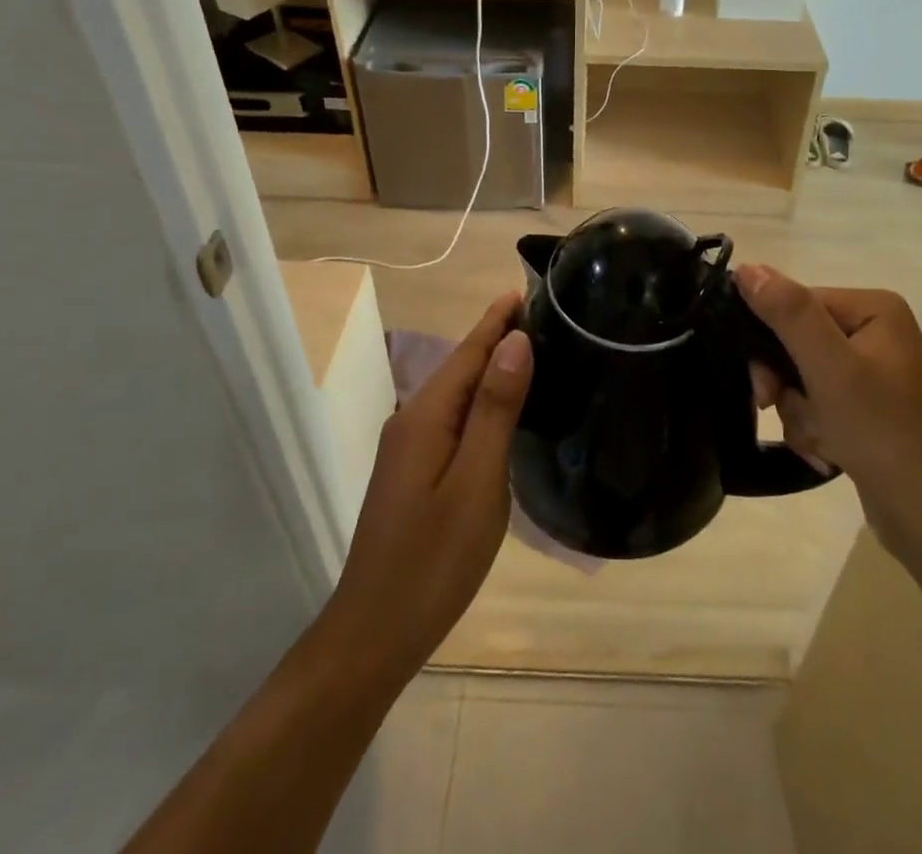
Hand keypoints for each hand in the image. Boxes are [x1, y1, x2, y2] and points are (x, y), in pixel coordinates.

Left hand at [323, 293, 531, 676]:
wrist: (374, 634)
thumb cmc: (434, 559)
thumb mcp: (477, 482)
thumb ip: (495, 409)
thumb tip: (515, 341)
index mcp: (427, 416)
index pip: (469, 350)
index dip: (498, 319)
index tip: (529, 288)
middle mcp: (413, 421)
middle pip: (461, 366)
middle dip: (498, 337)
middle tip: (547, 318)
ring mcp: (410, 448)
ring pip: (457, 393)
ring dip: (492, 368)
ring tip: (535, 352)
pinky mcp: (414, 472)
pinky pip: (454, 419)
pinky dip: (482, 401)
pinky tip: (505, 409)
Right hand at [739, 266, 921, 580]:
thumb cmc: (883, 434)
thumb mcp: (830, 368)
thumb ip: (788, 313)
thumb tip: (744, 267)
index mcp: (874, 309)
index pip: (797, 304)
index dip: (771, 341)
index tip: (765, 387)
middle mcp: (875, 332)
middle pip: (796, 341)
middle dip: (787, 385)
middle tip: (780, 411)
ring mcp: (873, 372)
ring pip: (801, 377)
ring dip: (800, 413)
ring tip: (822, 442)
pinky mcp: (867, 408)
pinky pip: (818, 403)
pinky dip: (814, 428)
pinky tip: (829, 453)